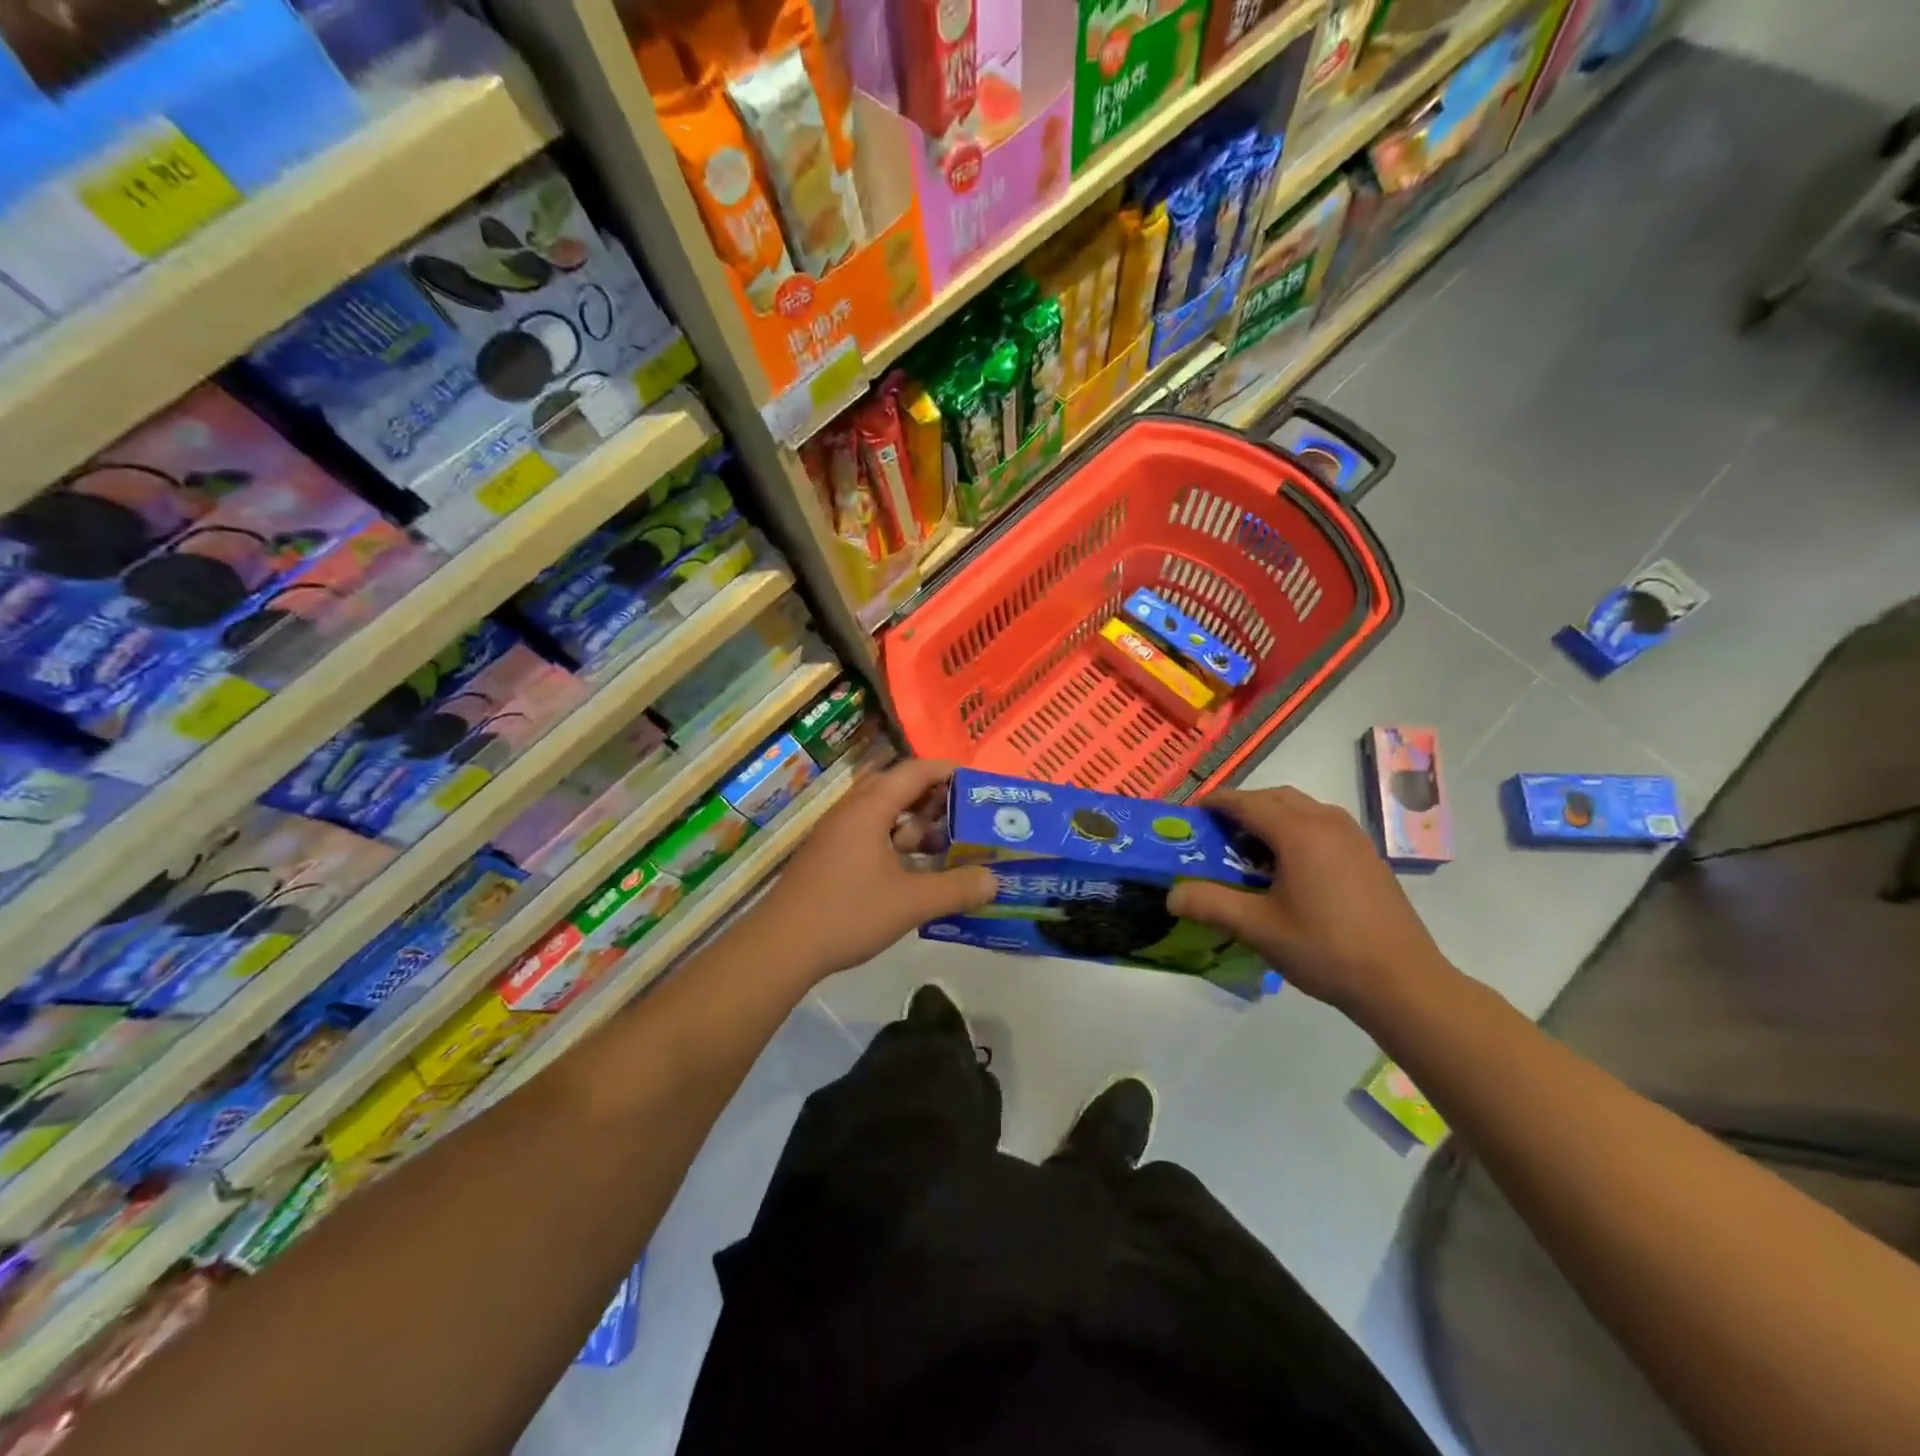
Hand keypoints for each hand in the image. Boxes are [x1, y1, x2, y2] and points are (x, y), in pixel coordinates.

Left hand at [742, 758, 996, 981]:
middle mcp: (851, 812)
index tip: (978, 783)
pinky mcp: (830, 857)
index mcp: (869, 809)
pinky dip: (896, 845)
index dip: (948, 772)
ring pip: (883, 816)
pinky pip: (870, 836)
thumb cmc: (847, 913)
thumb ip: (956, 889)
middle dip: (933, 801)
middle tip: (965, 817)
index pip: (914, 771)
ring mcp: (836, 835)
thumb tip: (995, 880)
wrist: (780, 947)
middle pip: (898, 789)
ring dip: (914, 827)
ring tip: (944, 849)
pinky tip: (913, 873)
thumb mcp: (911, 902)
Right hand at [1168, 787, 1457, 1016]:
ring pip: (1302, 809)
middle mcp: (1327, 822)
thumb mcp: (1258, 928)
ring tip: (1249, 848)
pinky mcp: (1368, 856)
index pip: (1247, 802)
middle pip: (1275, 798)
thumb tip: (1171, 895)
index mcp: (1299, 832)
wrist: (1403, 982)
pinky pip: (1322, 825)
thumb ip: (1211, 904)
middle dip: (1242, 807)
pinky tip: (1288, 867)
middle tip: (1216, 831)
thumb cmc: (1326, 950)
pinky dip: (1295, 830)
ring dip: (1271, 817)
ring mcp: (1353, 837)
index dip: (1215, 802)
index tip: (1190, 811)